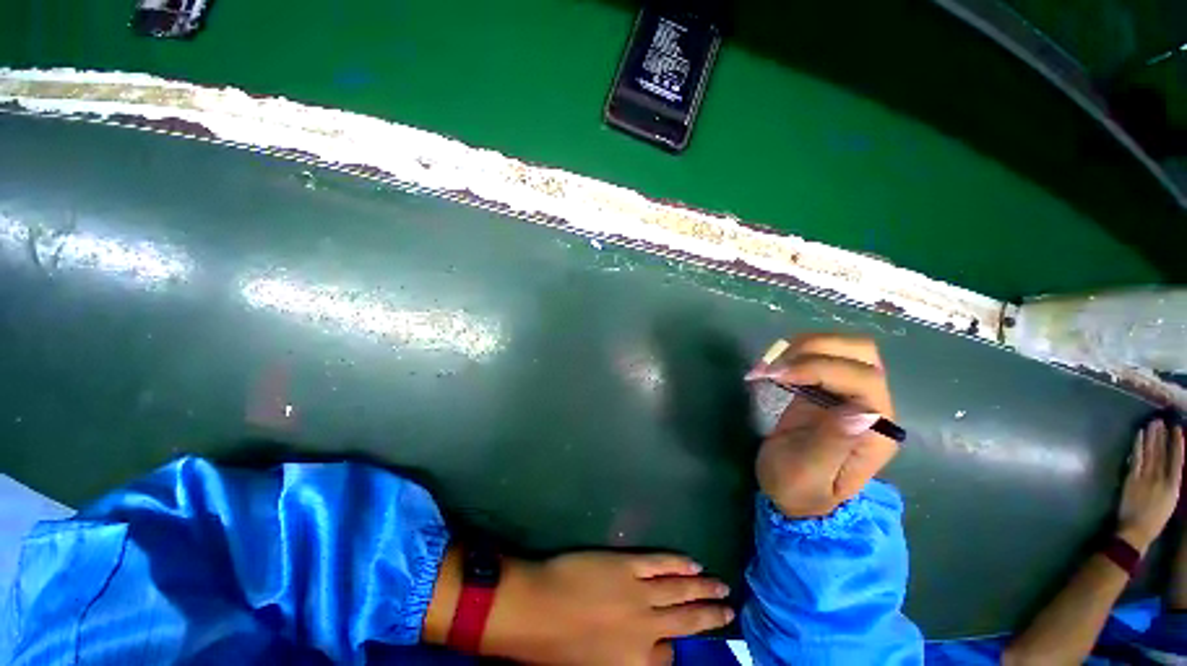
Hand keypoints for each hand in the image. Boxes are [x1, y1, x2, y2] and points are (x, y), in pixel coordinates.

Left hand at [484, 552, 732, 665]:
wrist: (534, 608)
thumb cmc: (554, 648)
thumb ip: (625, 661)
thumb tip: (649, 652)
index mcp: (635, 662)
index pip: (666, 657)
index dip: (670, 649)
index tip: (672, 642)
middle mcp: (646, 630)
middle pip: (687, 623)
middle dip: (711, 617)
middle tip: (730, 610)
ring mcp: (639, 593)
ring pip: (681, 591)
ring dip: (704, 588)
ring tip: (722, 586)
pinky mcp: (628, 564)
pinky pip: (661, 564)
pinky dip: (679, 563)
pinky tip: (693, 563)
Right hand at [745, 334, 898, 517]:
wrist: (793, 495)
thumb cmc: (801, 491)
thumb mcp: (810, 475)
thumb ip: (834, 444)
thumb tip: (859, 409)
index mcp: (874, 430)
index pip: (862, 379)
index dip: (819, 368)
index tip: (778, 374)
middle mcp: (870, 405)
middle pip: (861, 353)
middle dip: (815, 348)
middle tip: (775, 365)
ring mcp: (848, 393)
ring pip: (843, 347)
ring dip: (804, 346)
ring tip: (770, 365)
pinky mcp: (825, 388)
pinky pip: (819, 355)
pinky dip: (794, 352)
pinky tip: (774, 367)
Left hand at [1117, 420, 1183, 552]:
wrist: (1135, 532)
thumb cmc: (1154, 520)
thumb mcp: (1169, 501)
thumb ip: (1169, 484)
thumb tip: (1168, 467)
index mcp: (1173, 487)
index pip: (1177, 460)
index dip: (1178, 444)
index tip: (1178, 429)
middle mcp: (1161, 479)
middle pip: (1162, 453)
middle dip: (1162, 435)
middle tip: (1162, 420)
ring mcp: (1145, 478)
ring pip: (1150, 452)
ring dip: (1151, 437)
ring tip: (1153, 423)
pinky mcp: (1131, 479)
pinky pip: (1136, 458)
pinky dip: (1138, 445)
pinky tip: (1139, 435)